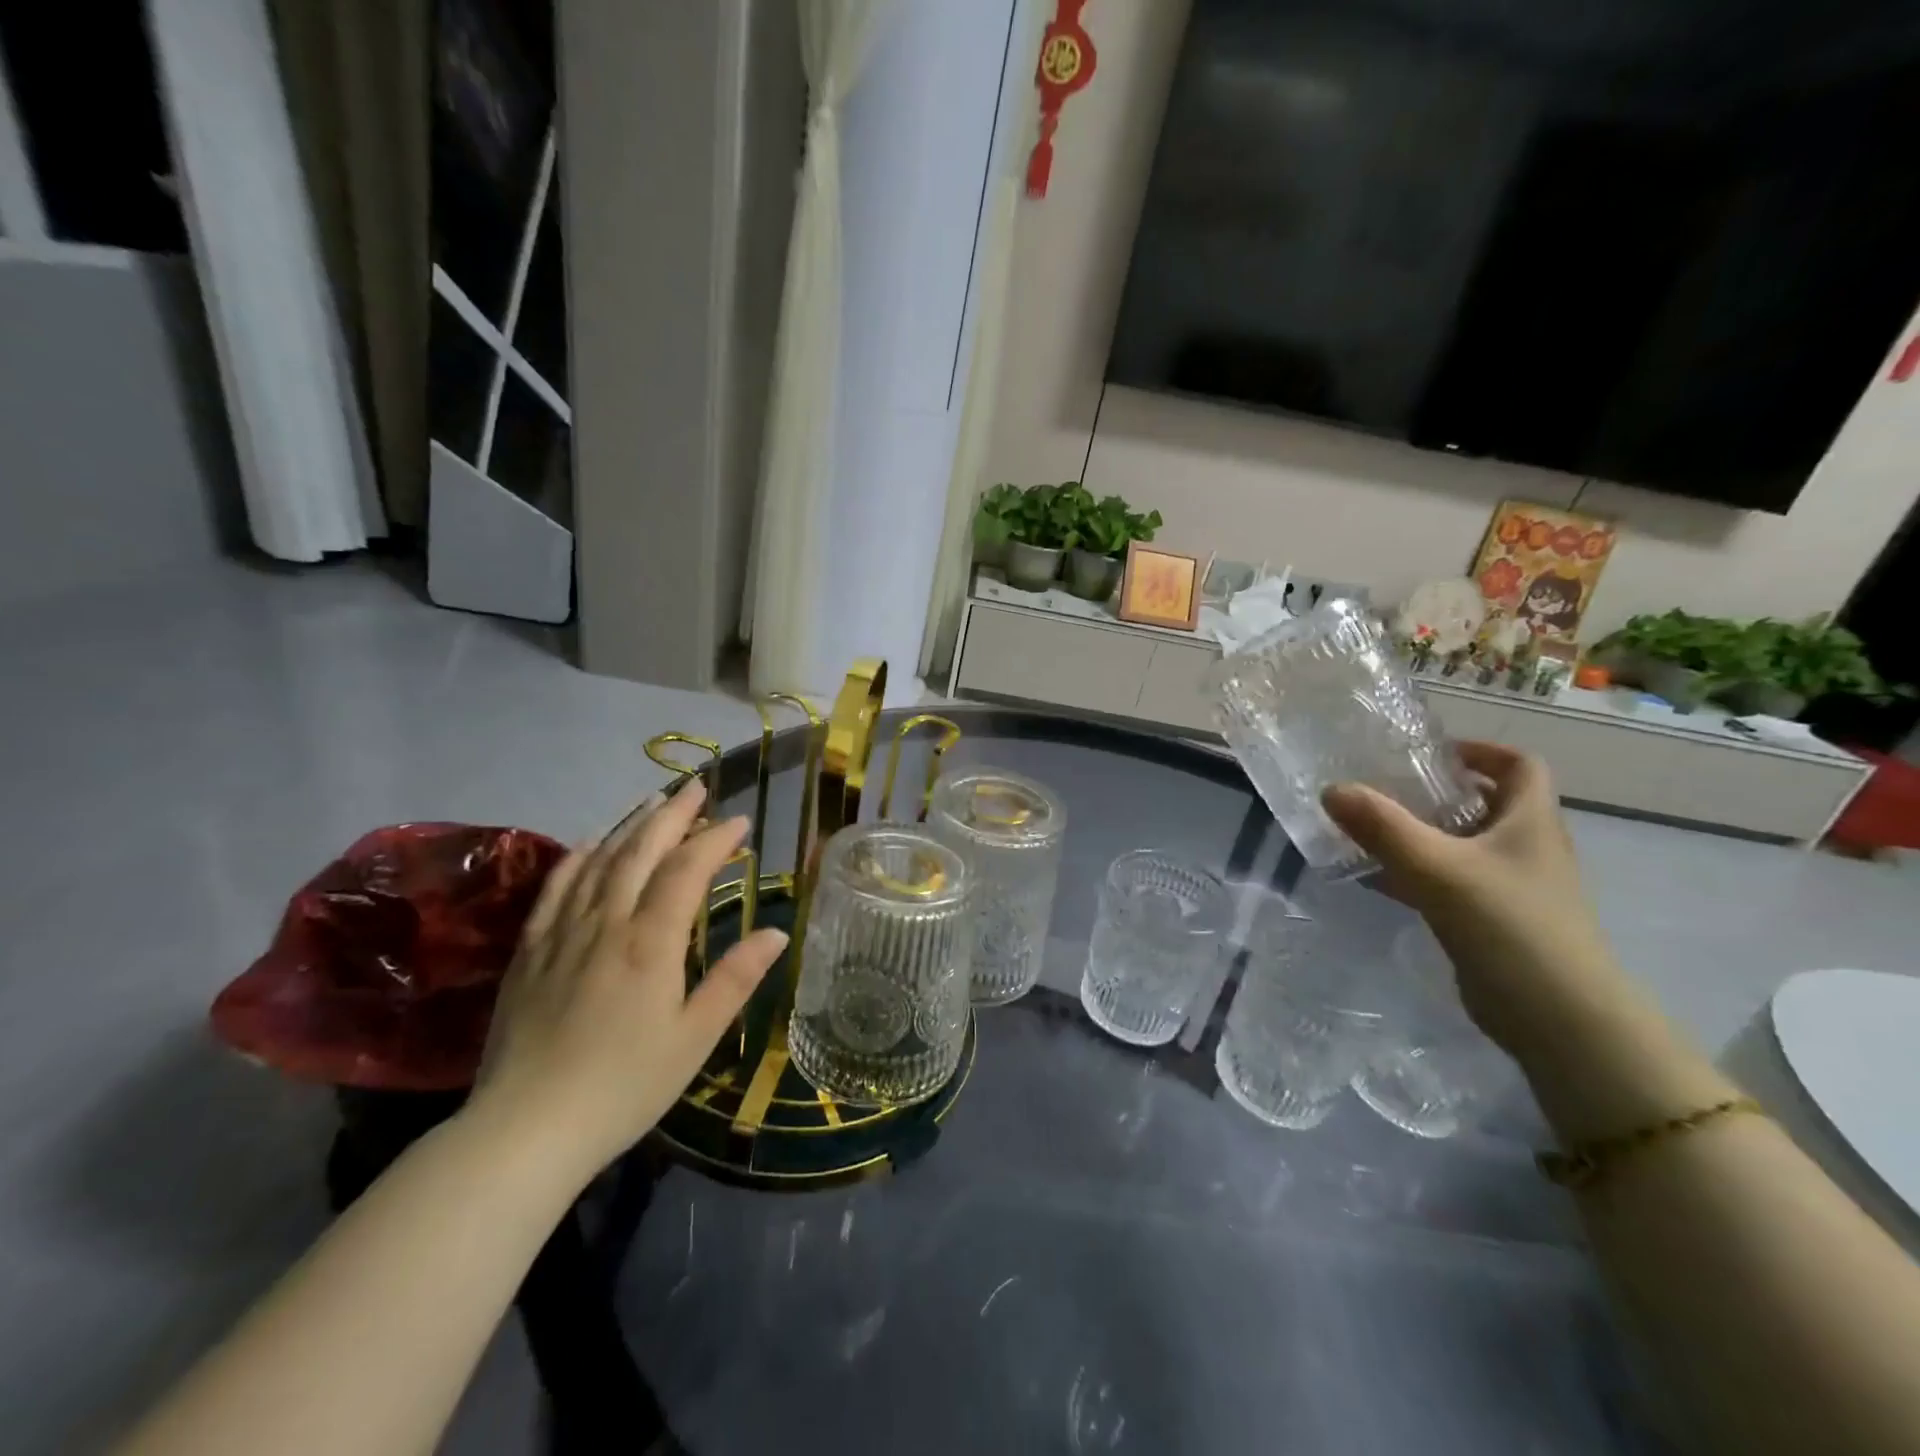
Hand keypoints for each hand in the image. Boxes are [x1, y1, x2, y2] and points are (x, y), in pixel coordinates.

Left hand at [469, 782, 786, 1181]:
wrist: (525, 1130)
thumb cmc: (624, 1086)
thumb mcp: (694, 1038)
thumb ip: (735, 979)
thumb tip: (776, 932)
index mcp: (650, 943)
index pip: (686, 871)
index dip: (715, 840)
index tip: (740, 821)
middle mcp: (606, 923)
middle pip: (640, 851)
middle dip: (673, 814)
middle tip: (697, 787)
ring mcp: (562, 933)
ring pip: (598, 860)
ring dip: (629, 825)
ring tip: (653, 801)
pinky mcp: (530, 951)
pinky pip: (556, 888)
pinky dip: (577, 856)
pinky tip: (589, 843)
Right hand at [1322, 741, 1629, 1054]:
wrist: (1559, 1020)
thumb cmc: (1509, 926)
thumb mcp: (1437, 867)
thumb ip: (1382, 827)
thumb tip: (1332, 789)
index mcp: (1530, 822)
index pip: (1520, 765)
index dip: (1480, 750)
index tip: (1430, 753)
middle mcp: (1526, 848)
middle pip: (1485, 803)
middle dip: (1436, 792)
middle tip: (1383, 787)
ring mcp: (1511, 888)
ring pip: (1462, 845)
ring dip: (1420, 833)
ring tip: (1367, 828)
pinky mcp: (1492, 922)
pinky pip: (1449, 882)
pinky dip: (1415, 873)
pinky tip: (1375, 878)